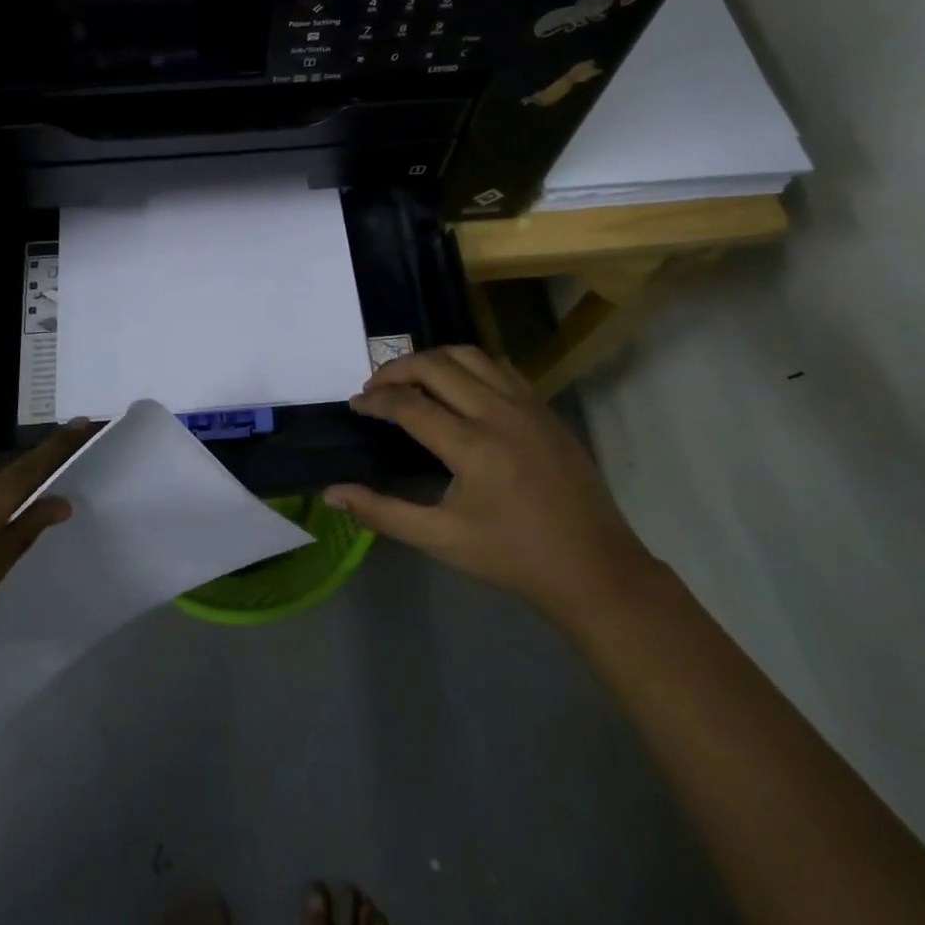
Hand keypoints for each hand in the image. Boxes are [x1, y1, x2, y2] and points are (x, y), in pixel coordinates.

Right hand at [328, 347, 654, 624]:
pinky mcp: (545, 408)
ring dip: (433, 359)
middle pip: (436, 365)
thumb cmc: (511, 557)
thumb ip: (382, 512)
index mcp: (472, 447)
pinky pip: (500, 367)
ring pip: (469, 355)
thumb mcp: (441, 539)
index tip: (355, 404)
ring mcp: (527, 405)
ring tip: (411, 378)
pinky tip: (459, 386)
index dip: (375, 400)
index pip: (408, 404)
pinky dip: (469, 365)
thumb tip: (331, 492)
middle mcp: (499, 413)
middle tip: (376, 387)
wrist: (593, 569)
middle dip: (397, 369)